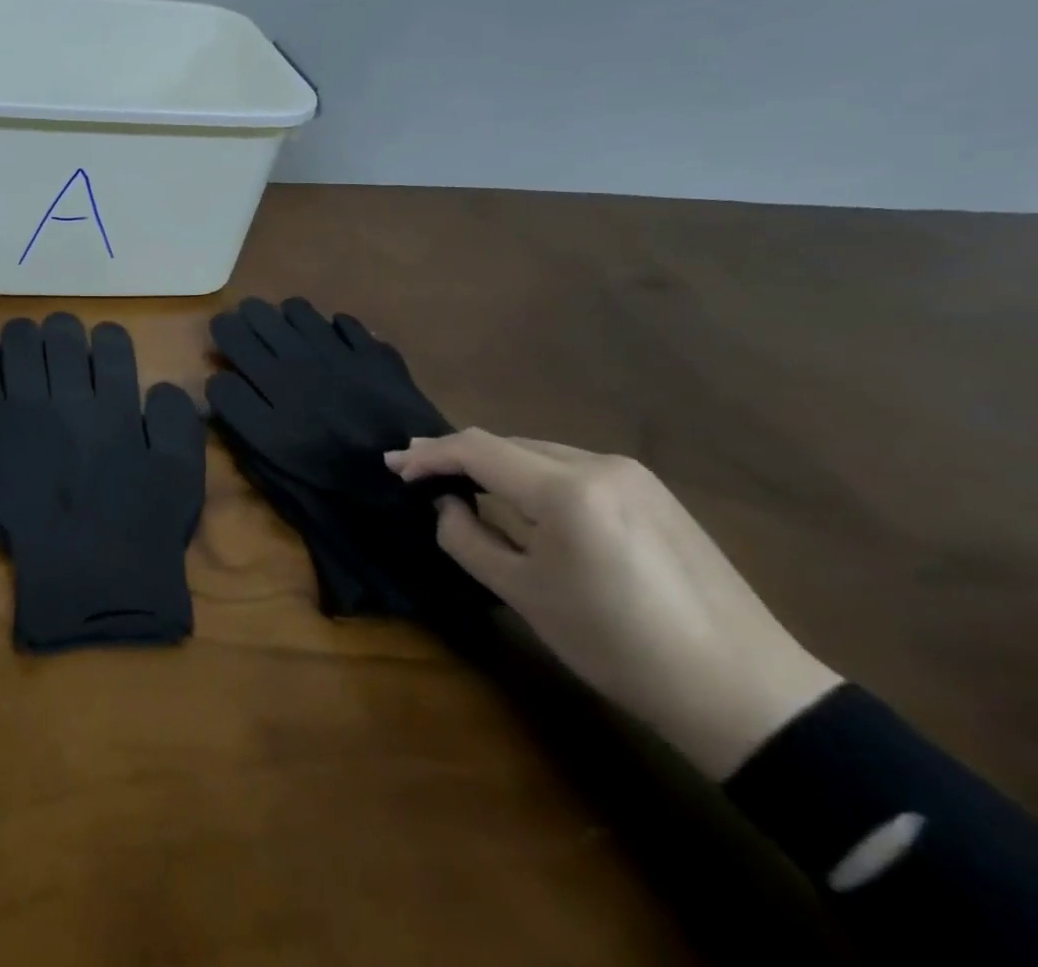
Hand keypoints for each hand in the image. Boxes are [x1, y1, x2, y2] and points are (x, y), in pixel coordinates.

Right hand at [388, 429, 840, 778]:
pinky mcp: (652, 492)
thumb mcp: (526, 596)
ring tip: (463, 486)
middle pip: (507, 445)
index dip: (429, 454)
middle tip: (418, 474)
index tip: (394, 466)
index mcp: (566, 489)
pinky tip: (523, 502)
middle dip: (459, 457)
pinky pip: (571, 469)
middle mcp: (598, 464)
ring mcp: (631, 474)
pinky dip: (534, 478)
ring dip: (497, 467)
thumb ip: (468, 540)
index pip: (477, 449)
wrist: (743, 692)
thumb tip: (446, 505)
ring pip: (539, 455)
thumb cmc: (618, 647)